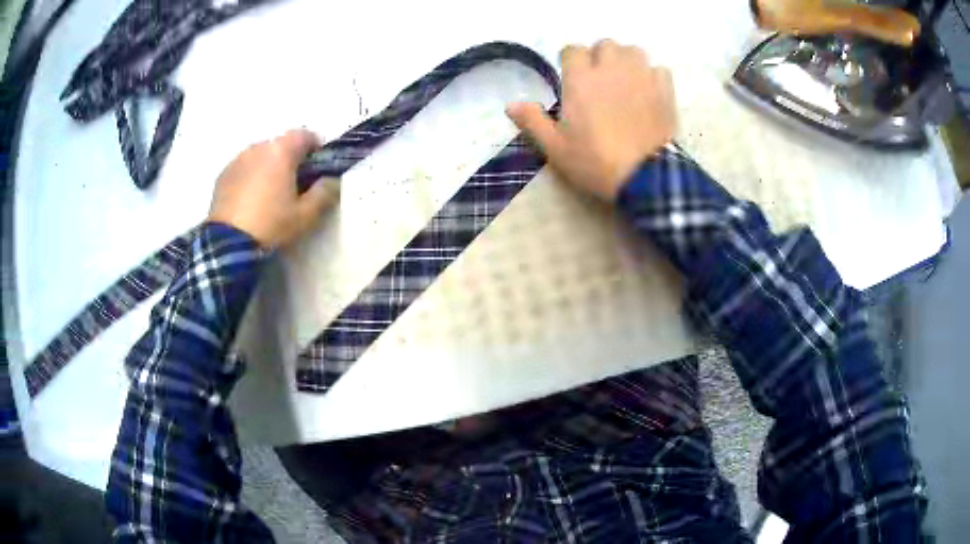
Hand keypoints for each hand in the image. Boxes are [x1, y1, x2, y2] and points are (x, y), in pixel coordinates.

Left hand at [208, 129, 338, 248]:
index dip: (315, 148)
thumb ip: (325, 193)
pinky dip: (251, 176)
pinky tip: (250, 200)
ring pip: (260, 155)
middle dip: (290, 159)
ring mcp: (238, 160)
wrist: (228, 244)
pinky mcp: (223, 175)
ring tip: (269, 194)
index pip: (305, 135)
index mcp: (281, 151)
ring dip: (269, 166)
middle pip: (281, 145)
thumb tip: (332, 179)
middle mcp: (259, 147)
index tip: (318, 168)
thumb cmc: (271, 225)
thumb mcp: (306, 215)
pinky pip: (243, 168)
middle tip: (294, 185)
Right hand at [506, 40, 675, 200]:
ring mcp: (641, 76)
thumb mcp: (556, 147)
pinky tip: (648, 92)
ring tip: (625, 81)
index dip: (570, 62)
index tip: (571, 79)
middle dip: (600, 57)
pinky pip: (658, 69)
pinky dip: (652, 76)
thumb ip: (532, 121)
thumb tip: (510, 104)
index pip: (572, 50)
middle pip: (604, 45)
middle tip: (599, 81)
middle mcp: (611, 68)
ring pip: (633, 51)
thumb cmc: (595, 162)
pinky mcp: (664, 89)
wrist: (645, 177)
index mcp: (580, 79)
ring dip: (626, 61)